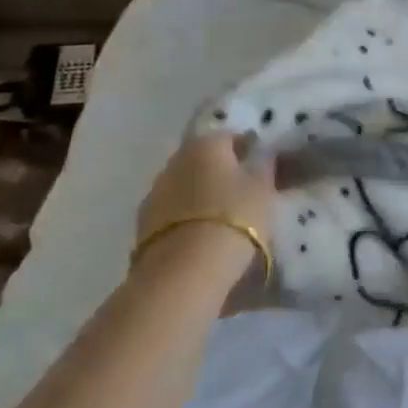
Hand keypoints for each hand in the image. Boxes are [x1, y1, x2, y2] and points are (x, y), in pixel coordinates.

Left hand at [135, 132, 277, 261]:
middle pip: (204, 160)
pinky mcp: (144, 223)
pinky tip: (202, 235)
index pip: (231, 137)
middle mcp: (175, 160)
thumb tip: (263, 152)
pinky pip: (174, 211)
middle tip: (245, 193)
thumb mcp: (263, 189)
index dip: (249, 151)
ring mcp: (155, 192)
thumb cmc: (234, 218)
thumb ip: (264, 165)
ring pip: (187, 185)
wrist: (185, 270)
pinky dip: (188, 217)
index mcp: (205, 145)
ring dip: (202, 195)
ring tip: (224, 218)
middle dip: (222, 172)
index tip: (264, 169)